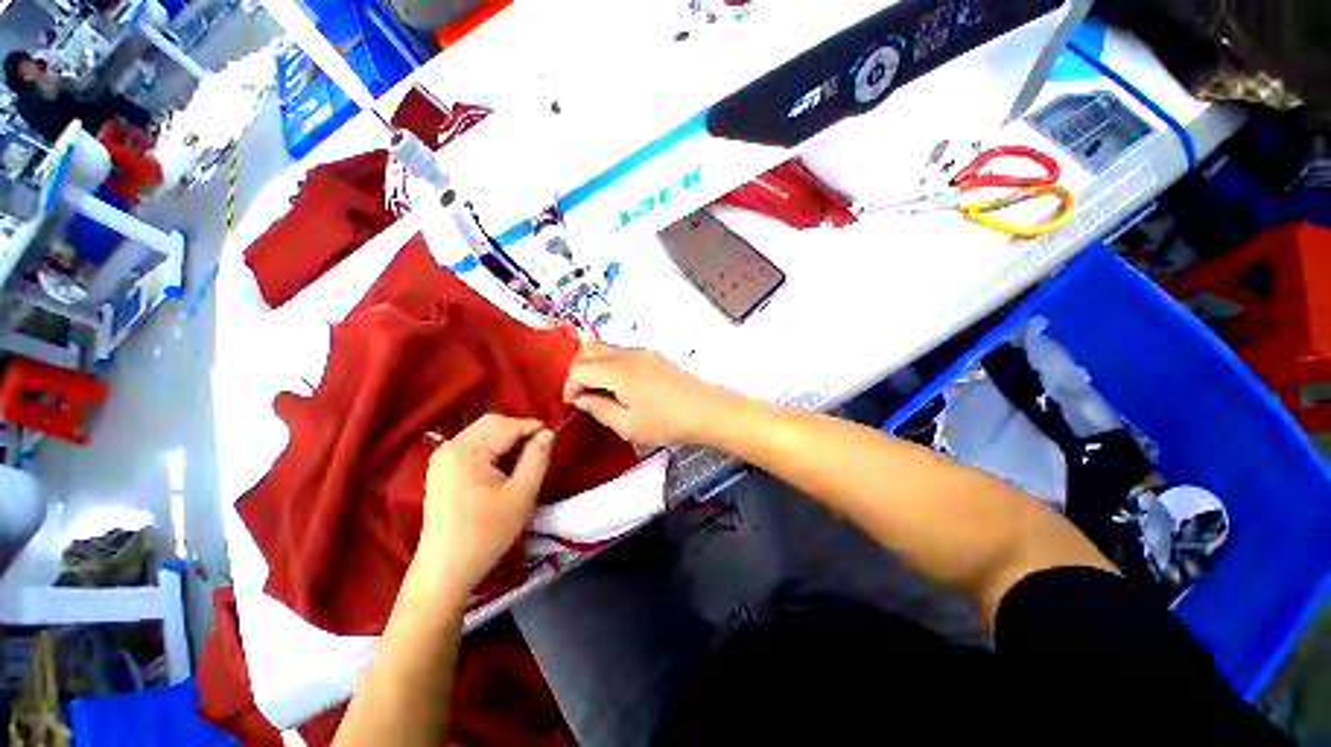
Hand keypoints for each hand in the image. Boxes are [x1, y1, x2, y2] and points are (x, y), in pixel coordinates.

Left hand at [418, 415, 554, 589]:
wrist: (445, 572)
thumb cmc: (485, 533)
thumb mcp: (521, 494)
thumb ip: (537, 458)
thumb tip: (548, 433)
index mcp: (466, 450)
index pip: (507, 424)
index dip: (533, 428)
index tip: (553, 440)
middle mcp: (450, 447)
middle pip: (492, 425)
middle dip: (519, 432)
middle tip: (540, 450)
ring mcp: (443, 459)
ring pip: (484, 434)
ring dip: (507, 441)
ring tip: (526, 460)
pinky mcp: (443, 472)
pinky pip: (474, 448)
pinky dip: (494, 451)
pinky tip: (505, 468)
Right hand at [562, 342, 730, 445]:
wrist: (706, 410)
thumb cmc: (667, 421)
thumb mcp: (627, 425)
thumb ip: (598, 409)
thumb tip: (581, 399)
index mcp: (618, 370)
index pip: (579, 368)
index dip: (569, 385)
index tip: (573, 403)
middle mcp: (628, 354)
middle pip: (589, 350)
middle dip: (578, 370)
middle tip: (582, 394)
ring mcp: (642, 352)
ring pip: (606, 349)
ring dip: (595, 367)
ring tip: (600, 393)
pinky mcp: (653, 356)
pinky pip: (622, 354)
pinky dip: (611, 365)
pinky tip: (619, 387)